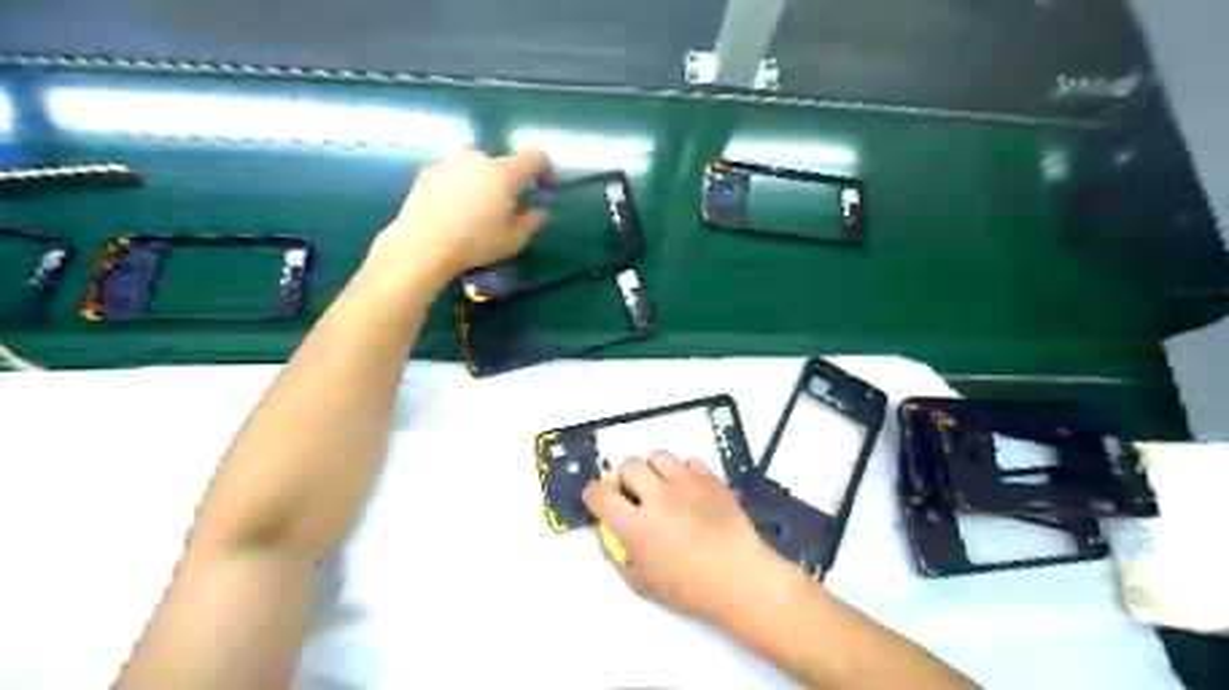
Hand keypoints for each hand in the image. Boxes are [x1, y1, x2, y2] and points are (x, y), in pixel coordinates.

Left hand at [361, 148, 548, 285]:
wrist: (421, 245)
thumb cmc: (474, 243)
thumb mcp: (513, 240)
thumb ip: (532, 222)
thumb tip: (540, 211)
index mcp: (503, 173)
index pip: (534, 157)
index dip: (546, 170)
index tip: (546, 188)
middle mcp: (477, 159)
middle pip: (503, 163)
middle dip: (510, 181)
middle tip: (507, 207)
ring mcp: (450, 162)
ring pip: (476, 168)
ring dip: (484, 183)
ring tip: (479, 210)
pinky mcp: (427, 172)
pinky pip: (454, 175)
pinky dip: (461, 187)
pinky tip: (455, 212)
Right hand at [581, 452, 786, 624]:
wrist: (741, 579)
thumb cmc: (690, 589)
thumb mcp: (643, 583)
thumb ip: (617, 555)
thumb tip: (605, 529)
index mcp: (637, 527)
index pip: (599, 494)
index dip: (594, 495)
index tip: (600, 502)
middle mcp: (659, 498)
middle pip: (629, 466)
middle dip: (627, 480)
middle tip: (638, 498)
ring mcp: (687, 484)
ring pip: (658, 456)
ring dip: (654, 471)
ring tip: (664, 490)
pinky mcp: (710, 479)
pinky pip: (688, 462)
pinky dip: (683, 473)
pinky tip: (689, 492)